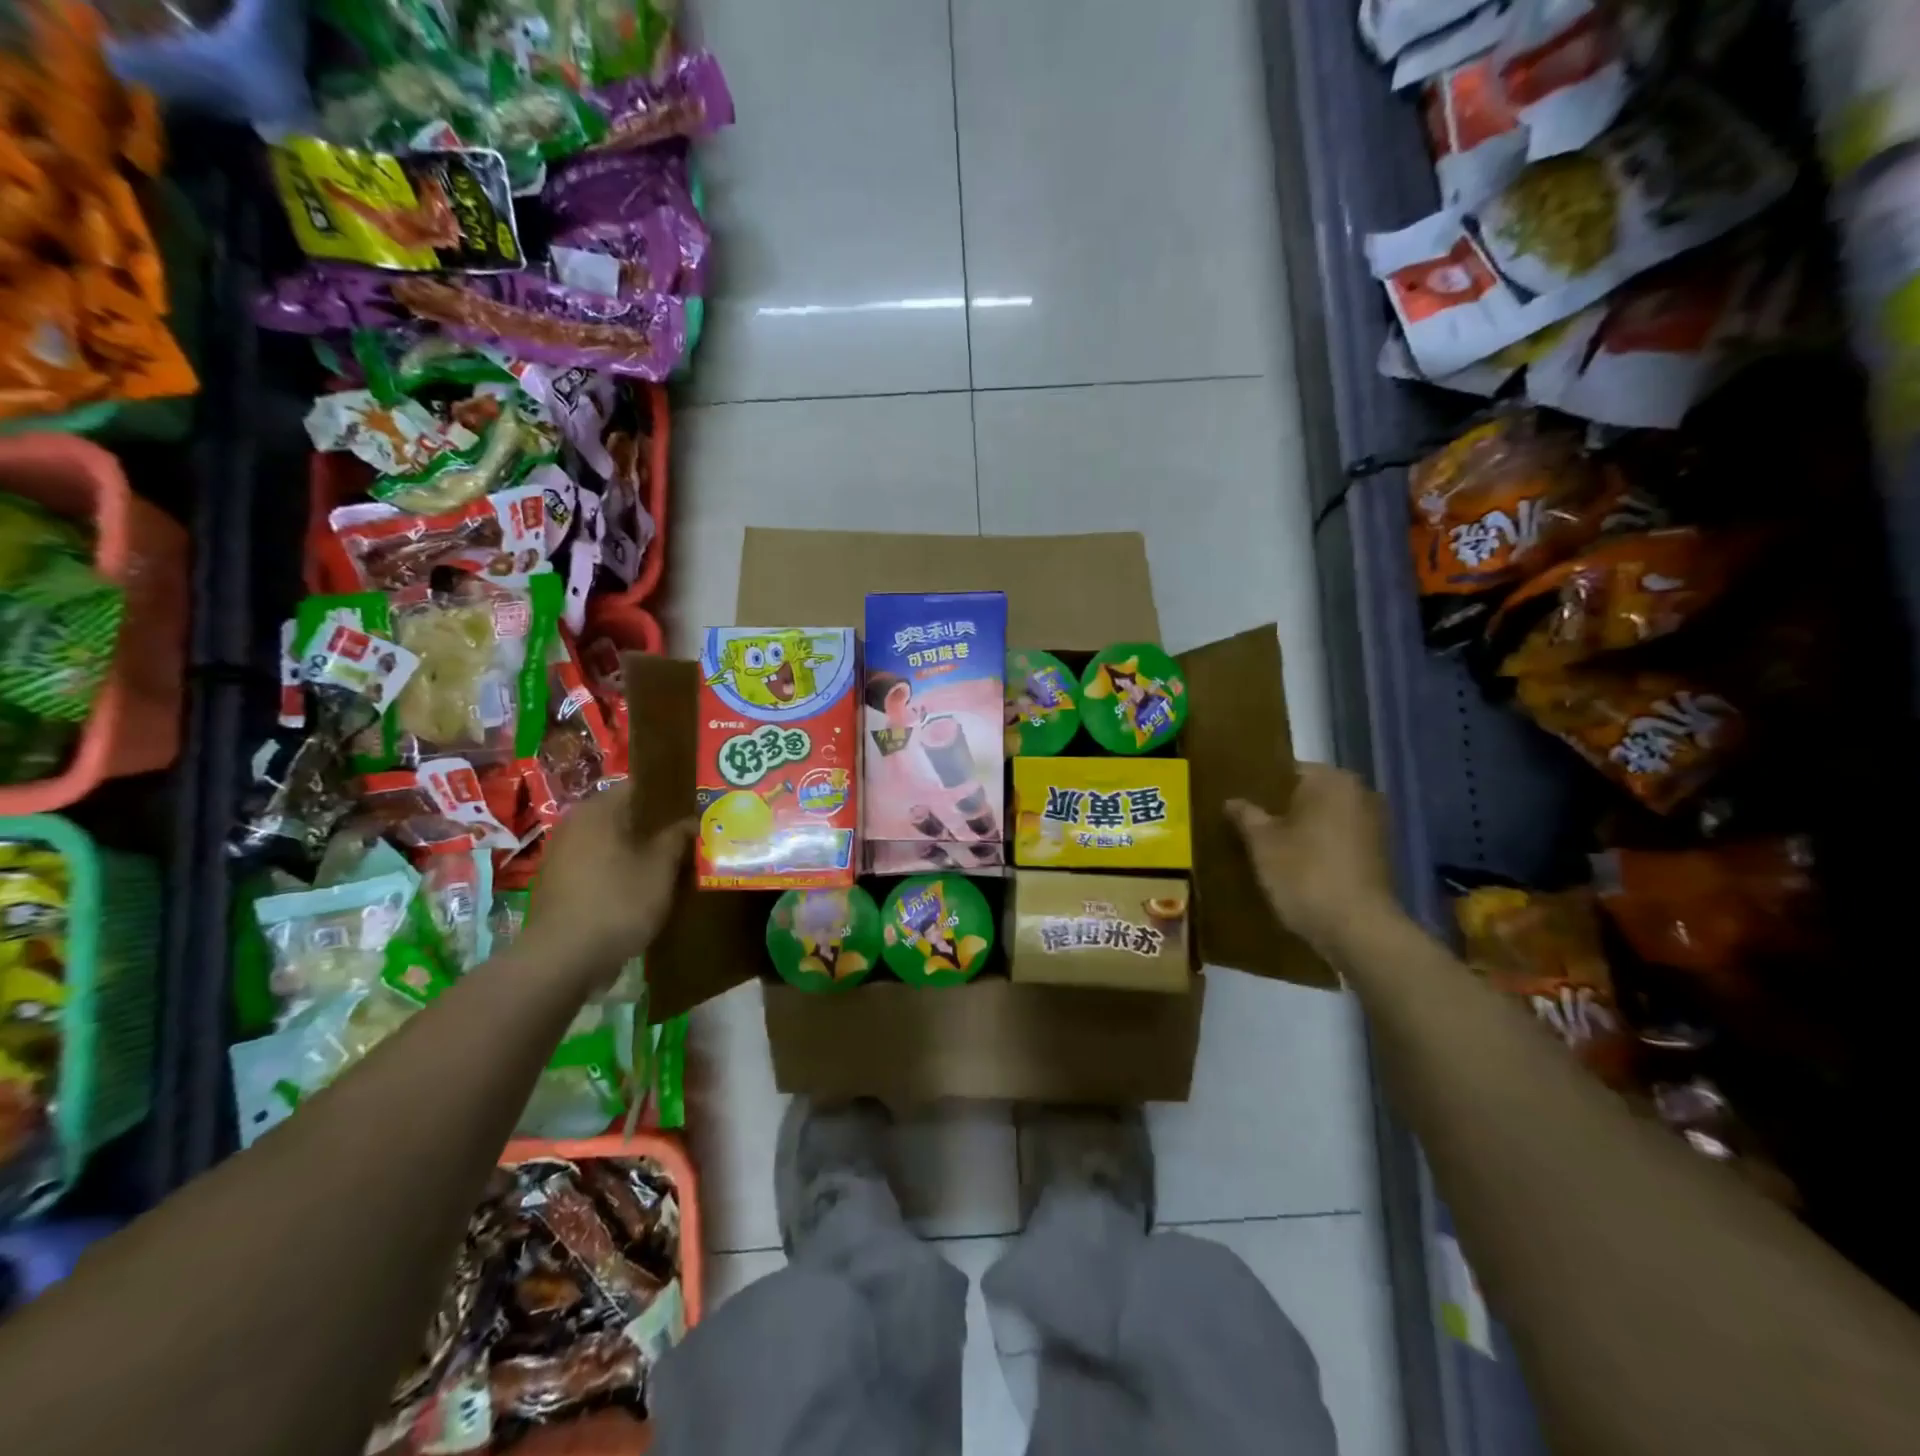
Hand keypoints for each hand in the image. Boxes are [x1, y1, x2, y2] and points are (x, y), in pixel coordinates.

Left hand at [525, 782, 694, 981]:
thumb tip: (690, 820)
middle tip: (686, 836)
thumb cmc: (617, 902)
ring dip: (635, 849)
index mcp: (598, 810)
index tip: (692, 807)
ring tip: (668, 862)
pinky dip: (617, 869)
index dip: (668, 796)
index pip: (638, 787)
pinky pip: (595, 864)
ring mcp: (560, 854)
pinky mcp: (556, 883)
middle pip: (622, 814)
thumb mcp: (660, 869)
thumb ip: (676, 839)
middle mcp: (574, 824)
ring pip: (609, 841)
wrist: (562, 959)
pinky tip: (639, 886)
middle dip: (653, 825)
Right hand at [1228, 764, 1401, 959]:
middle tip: (1246, 825)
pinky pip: (1338, 841)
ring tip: (1266, 847)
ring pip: (1323, 819)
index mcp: (1330, 780)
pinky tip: (1293, 866)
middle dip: (1280, 809)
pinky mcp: (1378, 855)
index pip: (1286, 771)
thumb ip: (1246, 816)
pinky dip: (1318, 848)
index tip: (1239, 804)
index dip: (1259, 787)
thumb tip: (1232, 801)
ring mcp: (1373, 825)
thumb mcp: (1262, 843)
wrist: (1358, 929)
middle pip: (1307, 795)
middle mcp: (1359, 793)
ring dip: (1300, 830)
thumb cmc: (1305, 874)